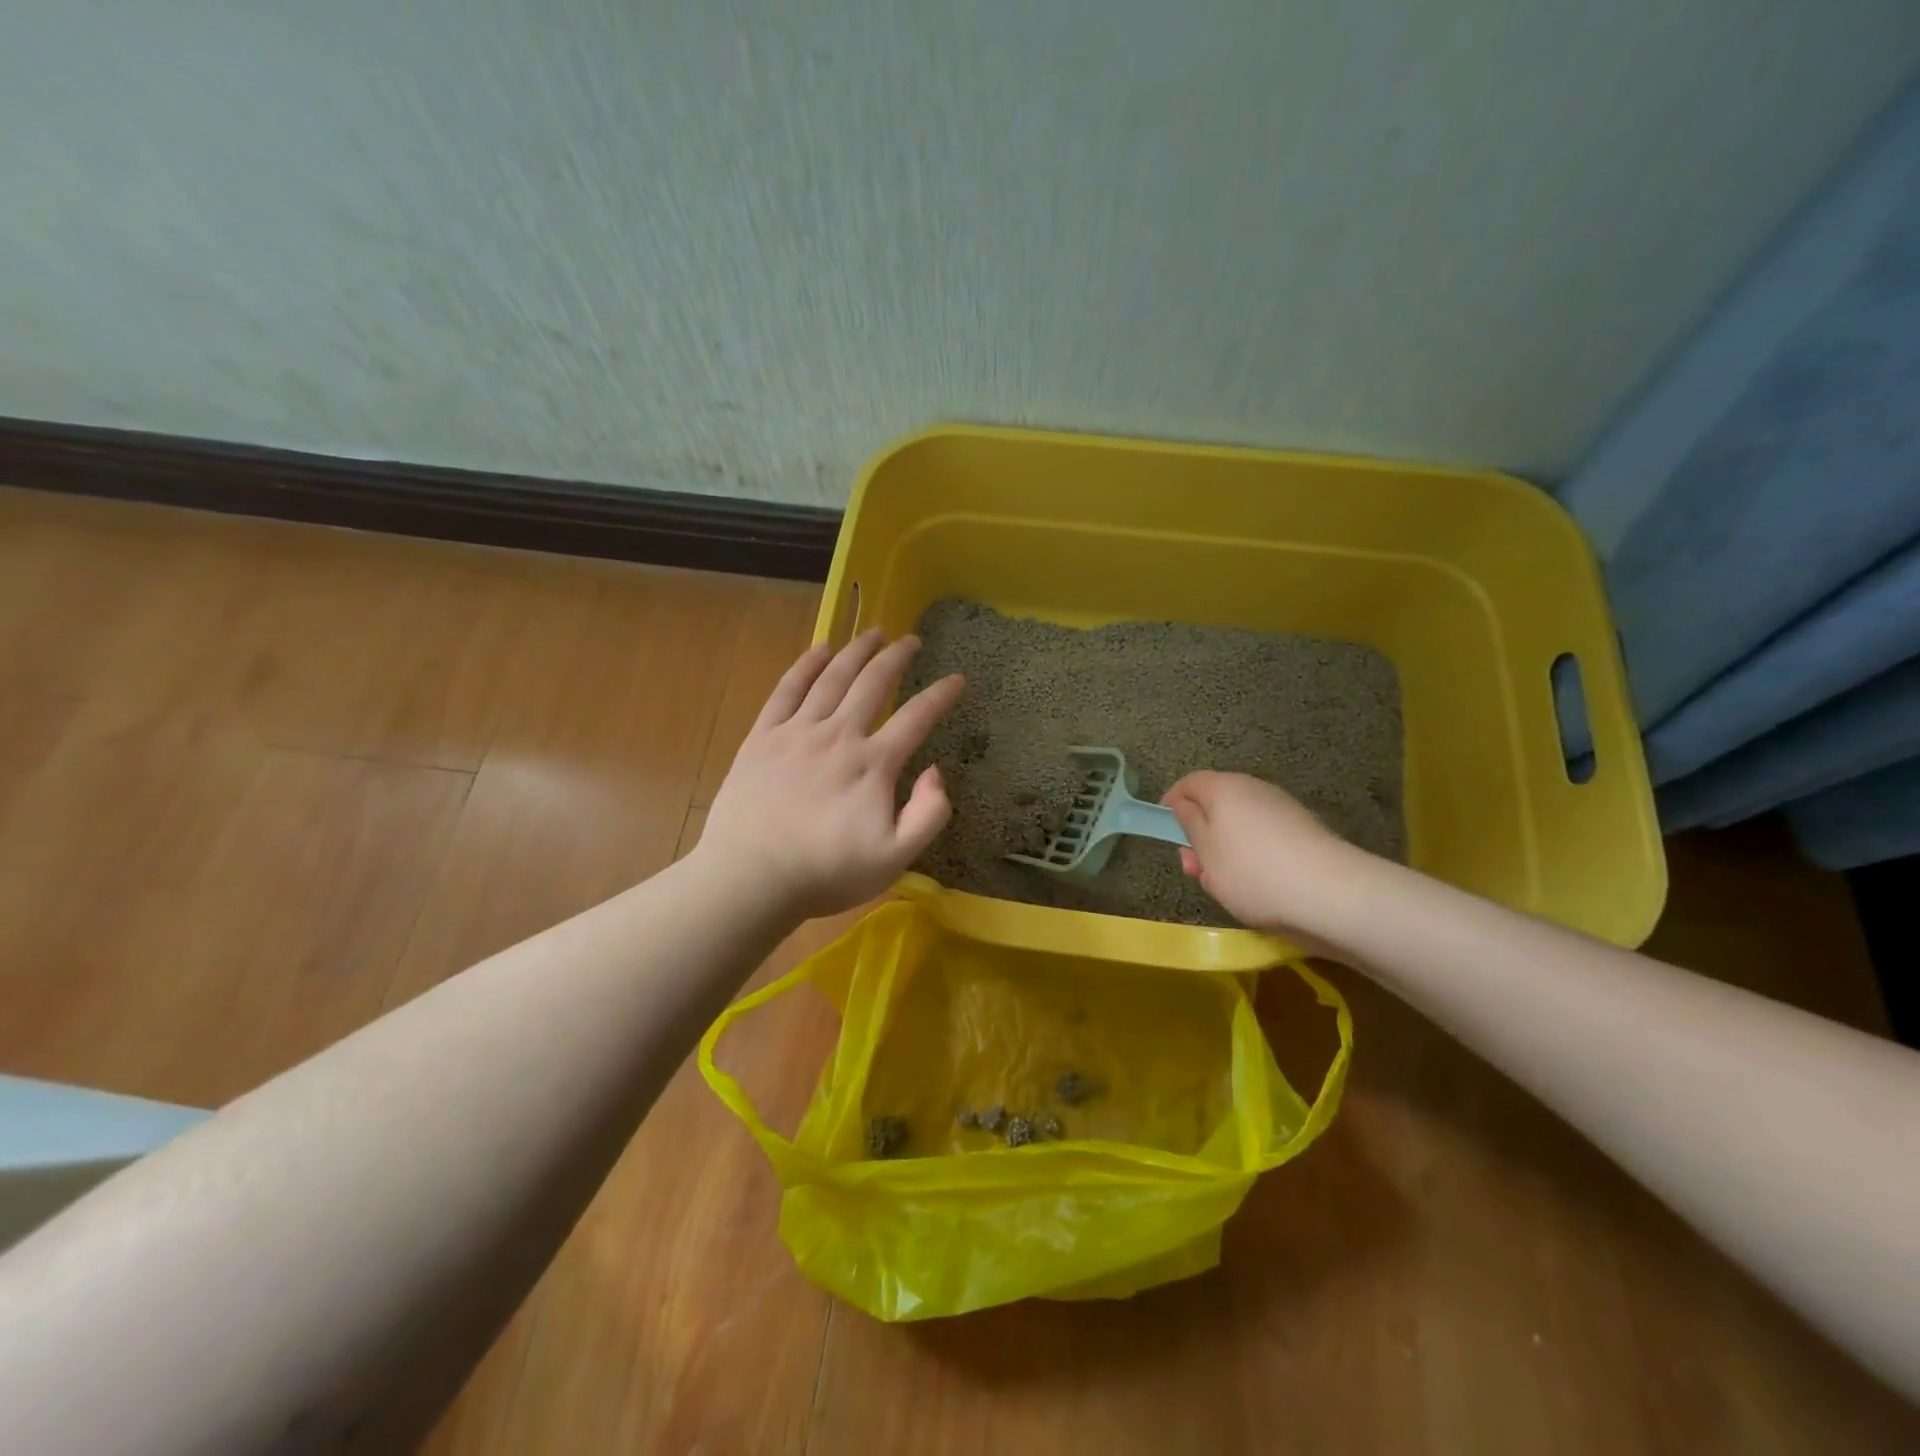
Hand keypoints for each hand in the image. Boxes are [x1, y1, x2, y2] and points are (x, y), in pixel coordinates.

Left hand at [700, 629, 964, 919]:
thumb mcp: (894, 858)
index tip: (956, 678)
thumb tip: (936, 771)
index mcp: (873, 764)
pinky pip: (787, 689)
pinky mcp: (763, 736)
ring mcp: (797, 732)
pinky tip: (820, 648)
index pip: (916, 717)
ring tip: (873, 632)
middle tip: (911, 640)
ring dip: (856, 651)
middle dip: (897, 657)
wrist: (751, 877)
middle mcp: (838, 735)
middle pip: (873, 683)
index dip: (940, 694)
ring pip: (833, 677)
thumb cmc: (826, 873)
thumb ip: (927, 814)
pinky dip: (806, 664)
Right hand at [1161, 771, 1362, 938]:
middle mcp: (1255, 790)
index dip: (1172, 803)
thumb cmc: (1252, 872)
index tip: (1165, 830)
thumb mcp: (1205, 851)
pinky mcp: (1303, 834)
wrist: (1332, 896)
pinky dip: (1251, 858)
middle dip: (1199, 835)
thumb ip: (1188, 823)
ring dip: (1224, 851)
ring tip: (1223, 886)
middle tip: (1193, 869)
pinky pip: (1264, 840)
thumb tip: (1183, 803)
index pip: (1189, 783)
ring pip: (1240, 826)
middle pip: (1216, 805)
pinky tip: (1254, 890)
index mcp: (1225, 788)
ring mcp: (1283, 811)